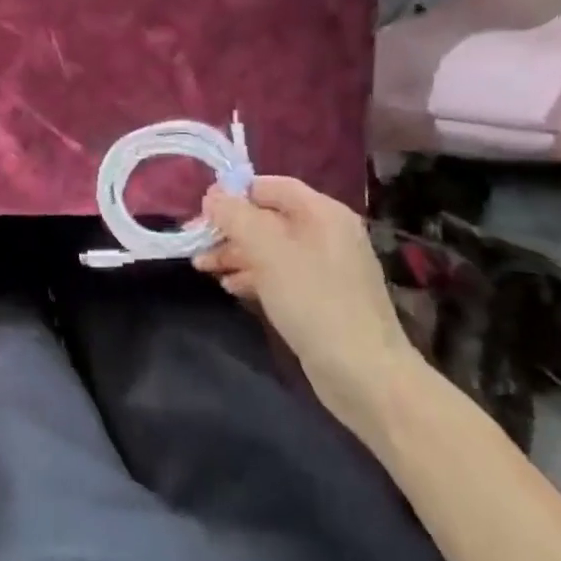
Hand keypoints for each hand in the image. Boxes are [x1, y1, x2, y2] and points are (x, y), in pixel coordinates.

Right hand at [195, 176, 418, 432]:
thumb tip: (213, 195)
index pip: (271, 186)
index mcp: (322, 213)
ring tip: (203, 267)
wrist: (364, 373)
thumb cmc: (314, 302)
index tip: (202, 210)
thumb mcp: (268, 252)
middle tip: (196, 242)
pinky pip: (279, 273)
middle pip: (268, 217)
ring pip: (270, 247)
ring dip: (235, 253)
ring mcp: (324, 267)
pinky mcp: (319, 297)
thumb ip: (237, 217)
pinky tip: (229, 287)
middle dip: (230, 227)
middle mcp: (326, 233)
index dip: (235, 192)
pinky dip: (252, 275)